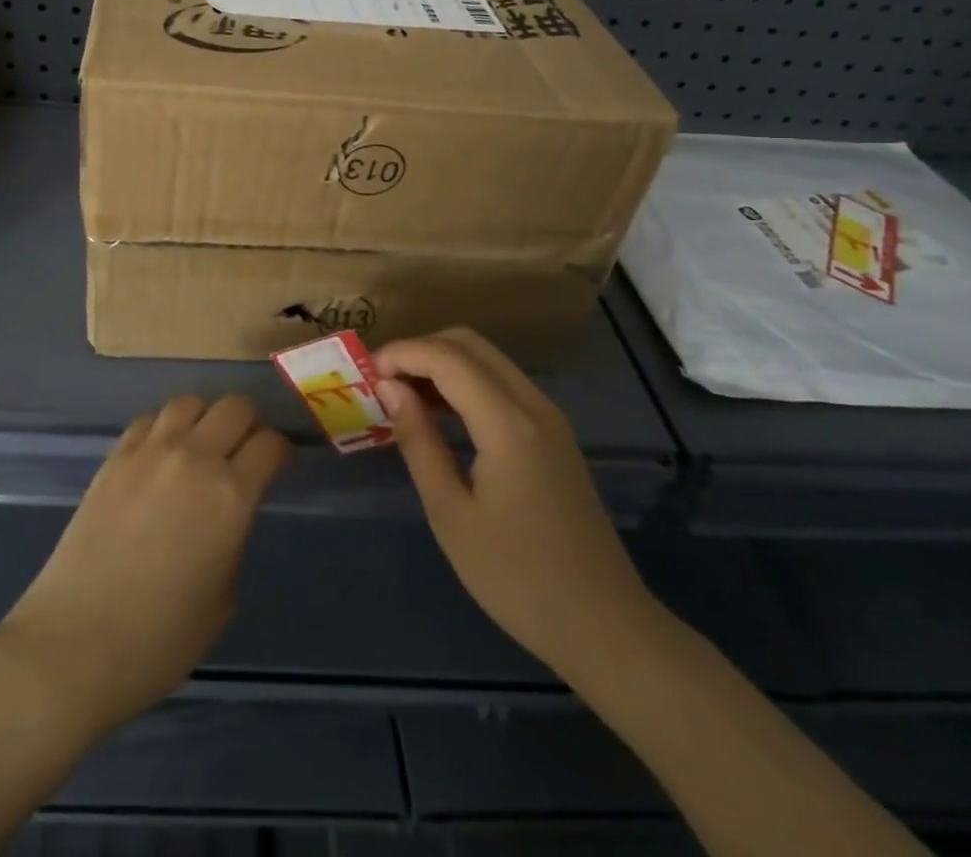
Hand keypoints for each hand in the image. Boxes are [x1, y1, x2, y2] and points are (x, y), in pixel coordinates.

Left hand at [0, 394, 290, 739]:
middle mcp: (194, 458)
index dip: (281, 453)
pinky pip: (149, 420)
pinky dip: (163, 429)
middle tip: (244, 452)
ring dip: (204, 419)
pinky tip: (159, 457)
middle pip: (235, 406)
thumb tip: (228, 511)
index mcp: (231, 496)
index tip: (278, 466)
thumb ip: (233, 538)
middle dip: (249, 424)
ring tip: (201, 446)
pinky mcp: (113, 457)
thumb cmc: (159, 640)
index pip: (271, 444)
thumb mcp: (222, 598)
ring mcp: (149, 452)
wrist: (74, 644)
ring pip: (190, 401)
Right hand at [372, 327, 657, 678]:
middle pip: (469, 344)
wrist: (605, 627)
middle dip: (420, 350)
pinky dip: (464, 382)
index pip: (446, 357)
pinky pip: (502, 384)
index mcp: (508, 424)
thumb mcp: (450, 513)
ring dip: (442, 364)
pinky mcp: (554, 435)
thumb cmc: (517, 578)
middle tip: (383, 382)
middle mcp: (533, 405)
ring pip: (487, 360)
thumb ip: (418, 440)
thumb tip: (389, 388)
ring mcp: (549, 418)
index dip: (401, 354)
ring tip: (401, 396)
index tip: (365, 374)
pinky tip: (439, 414)